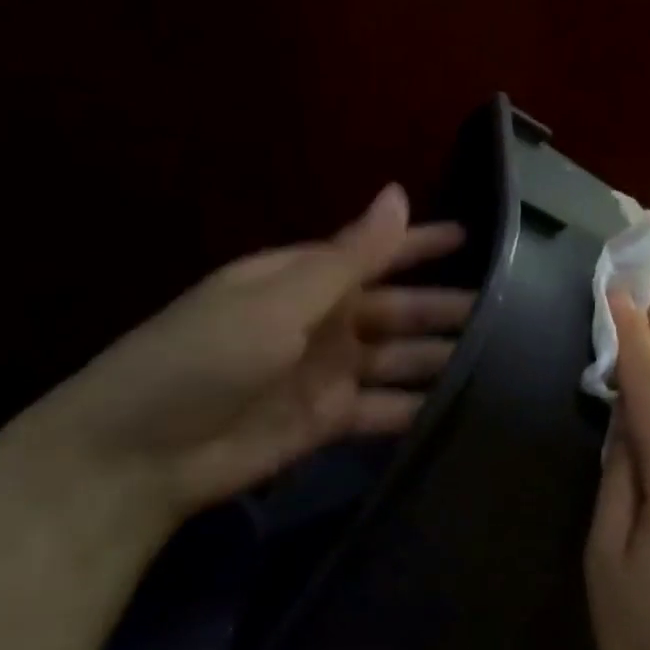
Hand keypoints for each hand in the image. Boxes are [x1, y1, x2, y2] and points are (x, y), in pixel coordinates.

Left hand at [21, 183, 469, 527]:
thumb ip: (347, 257)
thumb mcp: (276, 300)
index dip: (421, 244)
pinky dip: (419, 408)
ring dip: (440, 360)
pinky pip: (386, 408)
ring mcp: (327, 374)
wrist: (140, 456)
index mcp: (301, 280)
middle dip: (445, 309)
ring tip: (499, 362)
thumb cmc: (201, 359)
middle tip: (509, 313)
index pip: (374, 253)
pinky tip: (459, 409)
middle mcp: (320, 322)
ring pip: (399, 360)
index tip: (475, 239)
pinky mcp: (330, 422)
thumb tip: (398, 194)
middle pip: (397, 310)